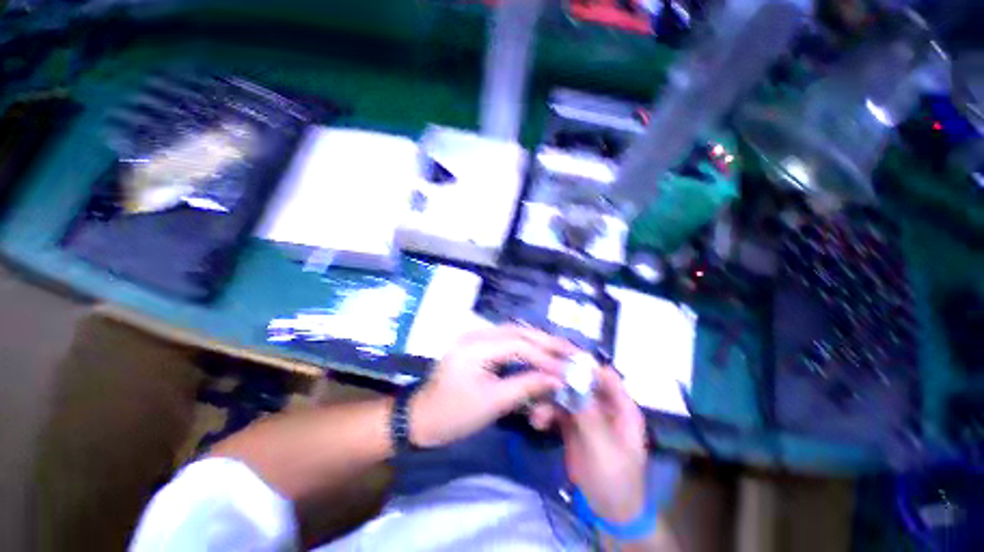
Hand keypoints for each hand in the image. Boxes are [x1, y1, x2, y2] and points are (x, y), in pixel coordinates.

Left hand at [409, 325, 576, 447]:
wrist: (421, 418)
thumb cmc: (454, 414)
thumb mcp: (492, 403)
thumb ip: (526, 386)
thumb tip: (557, 379)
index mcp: (477, 346)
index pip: (519, 345)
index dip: (545, 357)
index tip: (567, 370)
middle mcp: (477, 335)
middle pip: (518, 332)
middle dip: (546, 341)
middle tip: (571, 350)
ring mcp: (476, 338)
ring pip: (514, 333)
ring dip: (537, 341)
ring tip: (560, 350)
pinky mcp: (477, 346)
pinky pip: (506, 340)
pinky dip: (525, 346)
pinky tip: (539, 352)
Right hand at [531, 367, 647, 523]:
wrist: (607, 511)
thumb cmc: (616, 479)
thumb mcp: (604, 448)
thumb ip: (589, 415)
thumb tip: (573, 383)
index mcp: (621, 408)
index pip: (606, 376)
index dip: (586, 366)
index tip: (562, 360)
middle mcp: (604, 405)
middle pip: (581, 383)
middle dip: (560, 382)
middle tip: (540, 382)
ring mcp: (587, 414)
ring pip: (565, 395)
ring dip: (549, 400)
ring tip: (537, 415)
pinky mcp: (572, 425)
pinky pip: (557, 410)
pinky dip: (546, 413)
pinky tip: (537, 422)